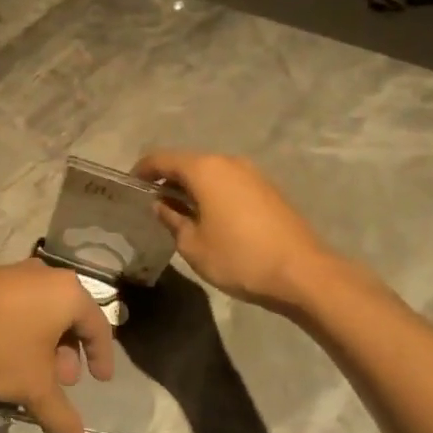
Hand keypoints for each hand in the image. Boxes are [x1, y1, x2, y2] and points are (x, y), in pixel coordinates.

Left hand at [0, 262, 114, 432]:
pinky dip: (21, 328)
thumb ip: (61, 414)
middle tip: (63, 381)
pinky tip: (4, 355)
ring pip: (40, 309)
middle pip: (68, 315)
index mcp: (67, 292)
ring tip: (32, 373)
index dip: (102, 356)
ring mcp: (12, 271)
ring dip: (43, 342)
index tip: (101, 380)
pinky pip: (16, 304)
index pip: (98, 325)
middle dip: (68, 351)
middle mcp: (44, 274)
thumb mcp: (32, 386)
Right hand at [134, 149, 339, 307]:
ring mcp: (252, 174)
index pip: (162, 159)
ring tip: (179, 213)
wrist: (303, 273)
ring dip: (192, 187)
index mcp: (205, 169)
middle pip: (188, 162)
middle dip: (167, 180)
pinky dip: (213, 193)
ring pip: (210, 173)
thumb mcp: (193, 245)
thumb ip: (172, 219)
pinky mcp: (268, 189)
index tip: (129, 186)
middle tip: (151, 203)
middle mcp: (228, 162)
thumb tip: (161, 205)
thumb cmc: (239, 257)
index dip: (142, 170)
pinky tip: (209, 218)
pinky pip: (229, 183)